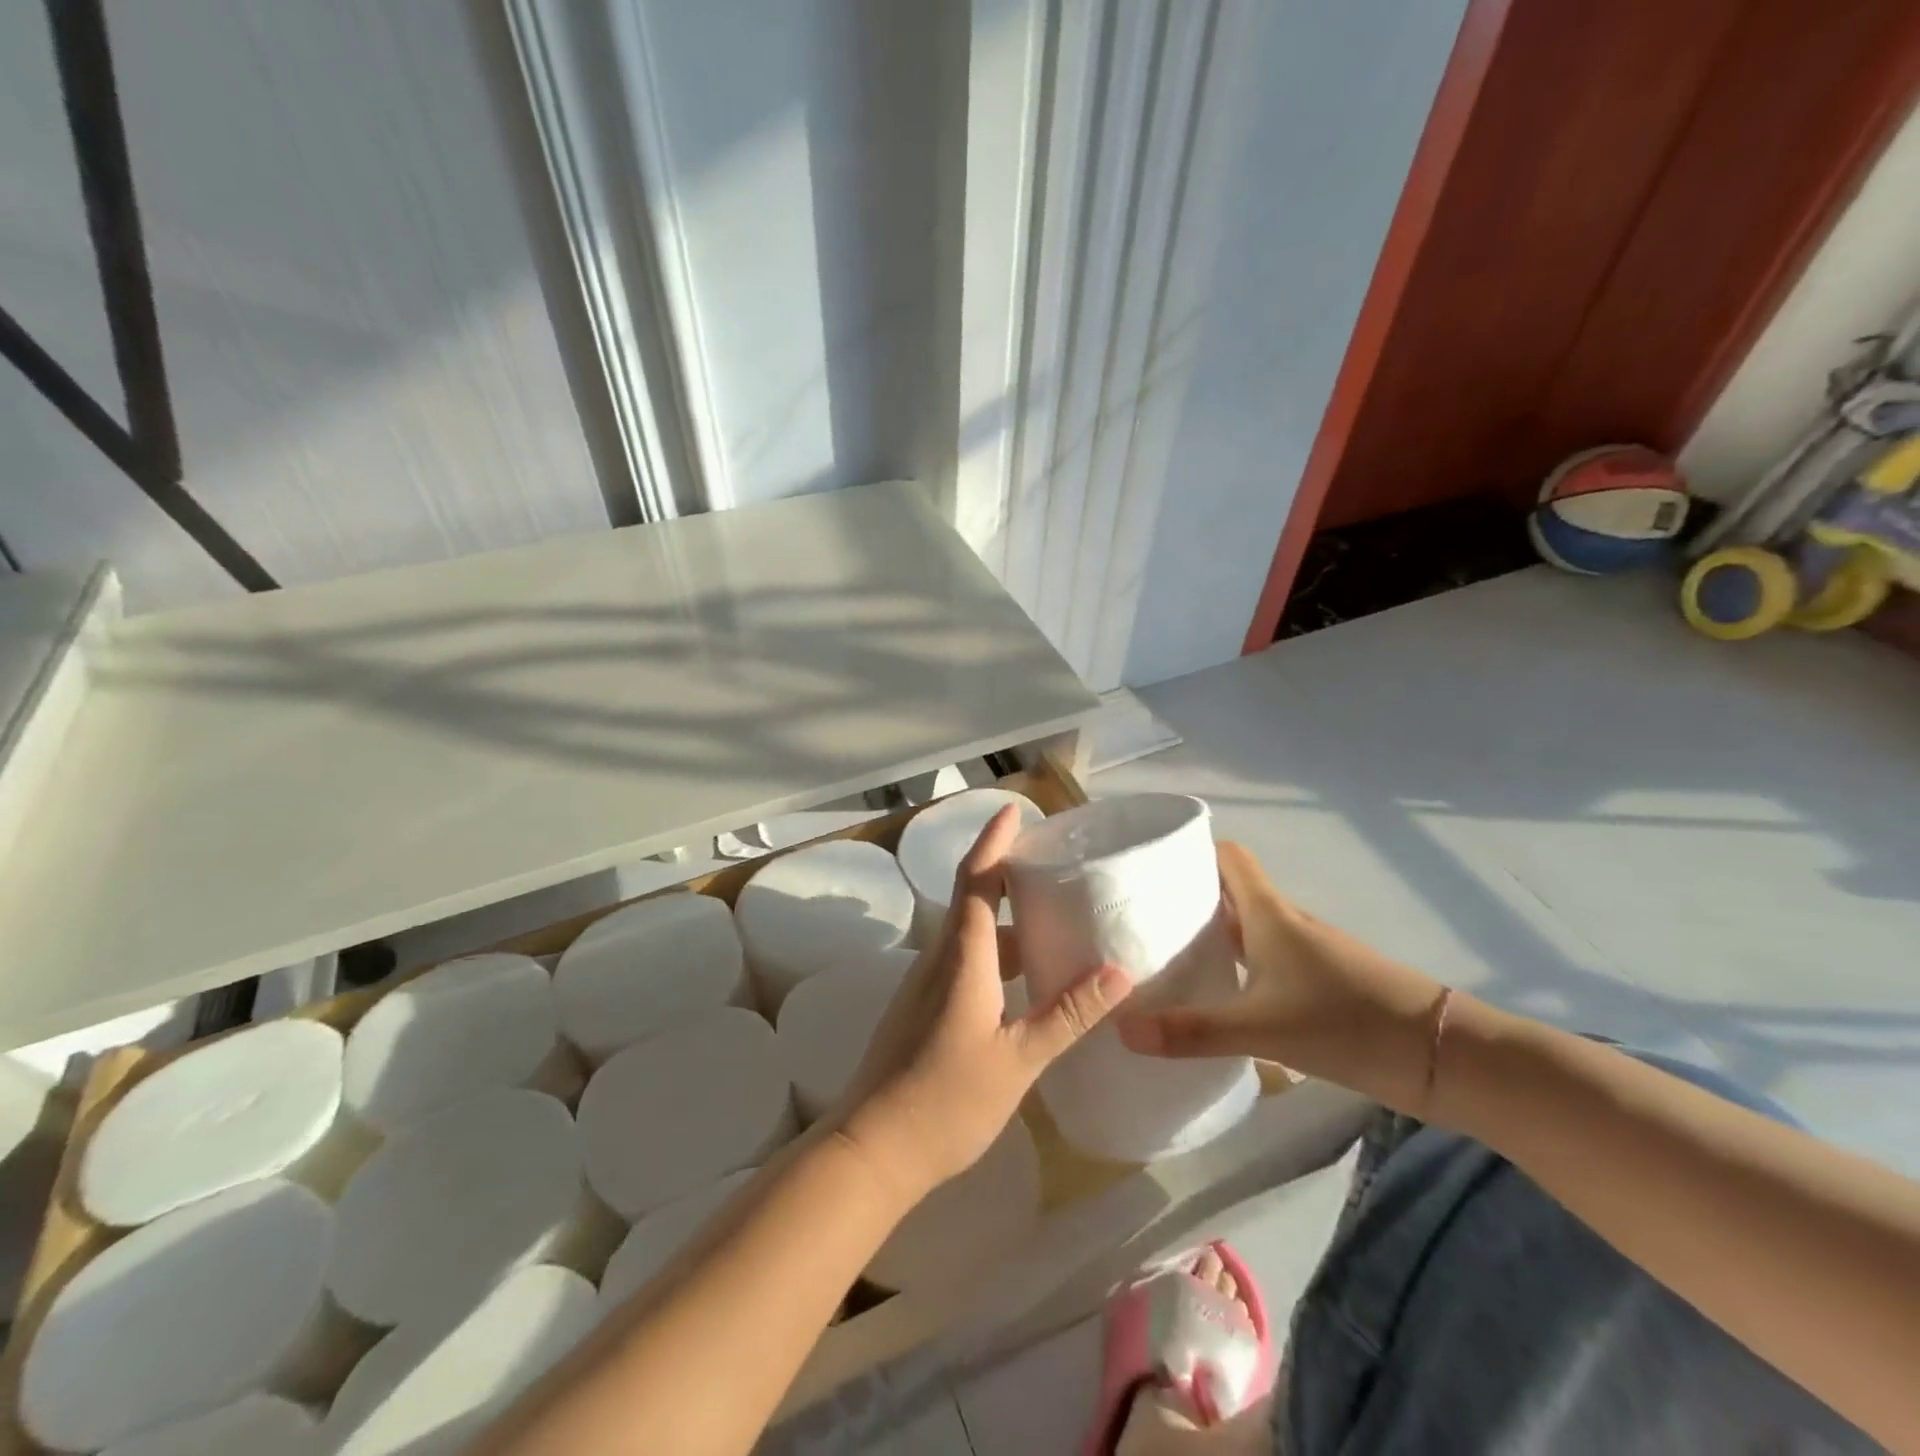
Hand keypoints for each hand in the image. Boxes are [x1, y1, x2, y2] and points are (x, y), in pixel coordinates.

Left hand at [837, 806, 1131, 1199]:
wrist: (871, 1149)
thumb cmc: (946, 1102)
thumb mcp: (1018, 1060)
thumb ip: (1067, 1014)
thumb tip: (1119, 972)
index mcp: (961, 957)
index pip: (977, 879)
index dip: (994, 841)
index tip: (1015, 811)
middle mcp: (939, 959)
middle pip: (972, 899)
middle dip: (1007, 873)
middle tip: (1053, 867)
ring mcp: (925, 985)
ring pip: (968, 935)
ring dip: (1004, 919)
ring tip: (1050, 920)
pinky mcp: (921, 1009)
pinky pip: (961, 961)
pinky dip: (994, 953)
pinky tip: (1023, 980)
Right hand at [1117, 842, 1446, 1113]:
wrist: (1442, 1057)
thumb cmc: (1346, 1021)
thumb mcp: (1261, 1028)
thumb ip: (1192, 1030)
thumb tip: (1122, 1028)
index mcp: (1269, 914)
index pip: (1228, 858)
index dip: (1192, 850)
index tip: (1151, 863)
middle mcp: (1285, 924)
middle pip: (1230, 893)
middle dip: (1188, 896)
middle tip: (1140, 914)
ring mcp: (1305, 954)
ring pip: (1247, 929)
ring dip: (1211, 933)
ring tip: (1165, 953)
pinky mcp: (1319, 985)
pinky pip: (1264, 961)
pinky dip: (1236, 966)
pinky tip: (1216, 994)